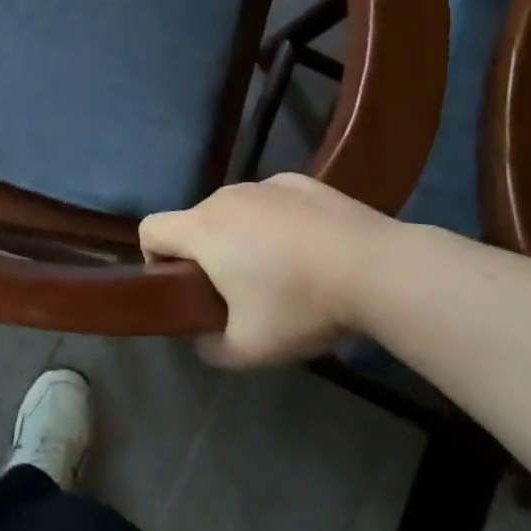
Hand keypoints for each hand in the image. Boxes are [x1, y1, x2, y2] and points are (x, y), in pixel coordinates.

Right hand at [139, 174, 392, 366]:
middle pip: (194, 222)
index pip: (150, 229)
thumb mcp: (250, 348)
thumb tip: (203, 340)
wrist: (381, 269)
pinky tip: (310, 249)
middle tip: (238, 292)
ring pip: (234, 211)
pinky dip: (276, 222)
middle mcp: (225, 197)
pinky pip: (271, 202)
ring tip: (281, 271)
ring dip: (241, 236)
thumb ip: (211, 348)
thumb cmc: (301, 304)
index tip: (183, 287)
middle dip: (204, 254)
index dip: (154, 258)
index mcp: (202, 229)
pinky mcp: (301, 182)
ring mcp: (264, 185)